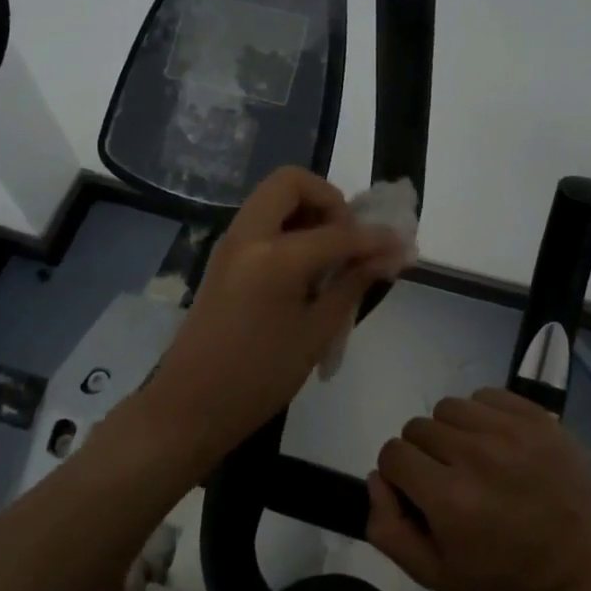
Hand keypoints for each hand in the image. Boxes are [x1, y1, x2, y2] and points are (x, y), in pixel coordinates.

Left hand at [149, 167, 410, 457]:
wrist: (188, 407)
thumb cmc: (258, 378)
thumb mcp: (315, 333)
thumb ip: (353, 284)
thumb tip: (390, 256)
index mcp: (274, 256)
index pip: (338, 232)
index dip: (375, 237)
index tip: (403, 245)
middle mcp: (249, 235)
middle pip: (292, 182)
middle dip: (329, 200)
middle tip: (348, 238)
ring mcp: (231, 243)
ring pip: (273, 197)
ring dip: (308, 211)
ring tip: (331, 254)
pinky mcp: (224, 256)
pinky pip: (262, 219)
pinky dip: (289, 226)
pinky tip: (307, 266)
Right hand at [367, 387, 590, 590]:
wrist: (578, 566)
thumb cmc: (502, 573)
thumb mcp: (435, 573)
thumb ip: (388, 529)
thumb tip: (375, 477)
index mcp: (449, 499)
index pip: (393, 454)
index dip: (399, 474)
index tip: (419, 491)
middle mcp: (476, 456)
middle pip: (418, 427)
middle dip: (424, 453)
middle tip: (449, 479)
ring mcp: (509, 431)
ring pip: (448, 407)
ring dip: (451, 431)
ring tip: (473, 458)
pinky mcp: (535, 416)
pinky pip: (484, 395)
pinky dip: (481, 415)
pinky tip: (497, 442)